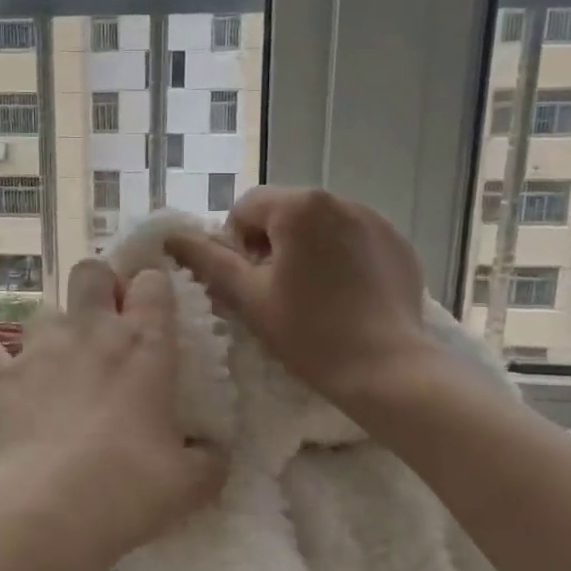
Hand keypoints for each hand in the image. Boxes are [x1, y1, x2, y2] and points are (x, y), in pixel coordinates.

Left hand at [0, 259, 228, 570]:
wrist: (47, 508)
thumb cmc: (129, 487)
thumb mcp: (190, 482)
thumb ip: (209, 458)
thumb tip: (213, 450)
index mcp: (144, 345)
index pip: (152, 283)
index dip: (152, 289)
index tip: (152, 313)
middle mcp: (91, 330)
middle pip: (90, 271)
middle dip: (98, 286)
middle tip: (104, 324)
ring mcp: (39, 348)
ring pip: (44, 309)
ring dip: (53, 331)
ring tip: (57, 365)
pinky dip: (2, 364)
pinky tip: (10, 386)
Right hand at [164, 186, 432, 407]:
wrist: (387, 370)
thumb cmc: (309, 333)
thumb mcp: (249, 297)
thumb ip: (208, 261)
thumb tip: (172, 237)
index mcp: (299, 206)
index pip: (246, 208)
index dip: (235, 245)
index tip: (247, 283)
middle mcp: (339, 199)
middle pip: (284, 213)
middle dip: (270, 245)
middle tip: (274, 293)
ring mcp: (375, 219)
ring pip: (319, 226)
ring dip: (305, 250)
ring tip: (312, 296)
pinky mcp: (398, 243)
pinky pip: (353, 239)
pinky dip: (340, 258)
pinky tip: (344, 296)